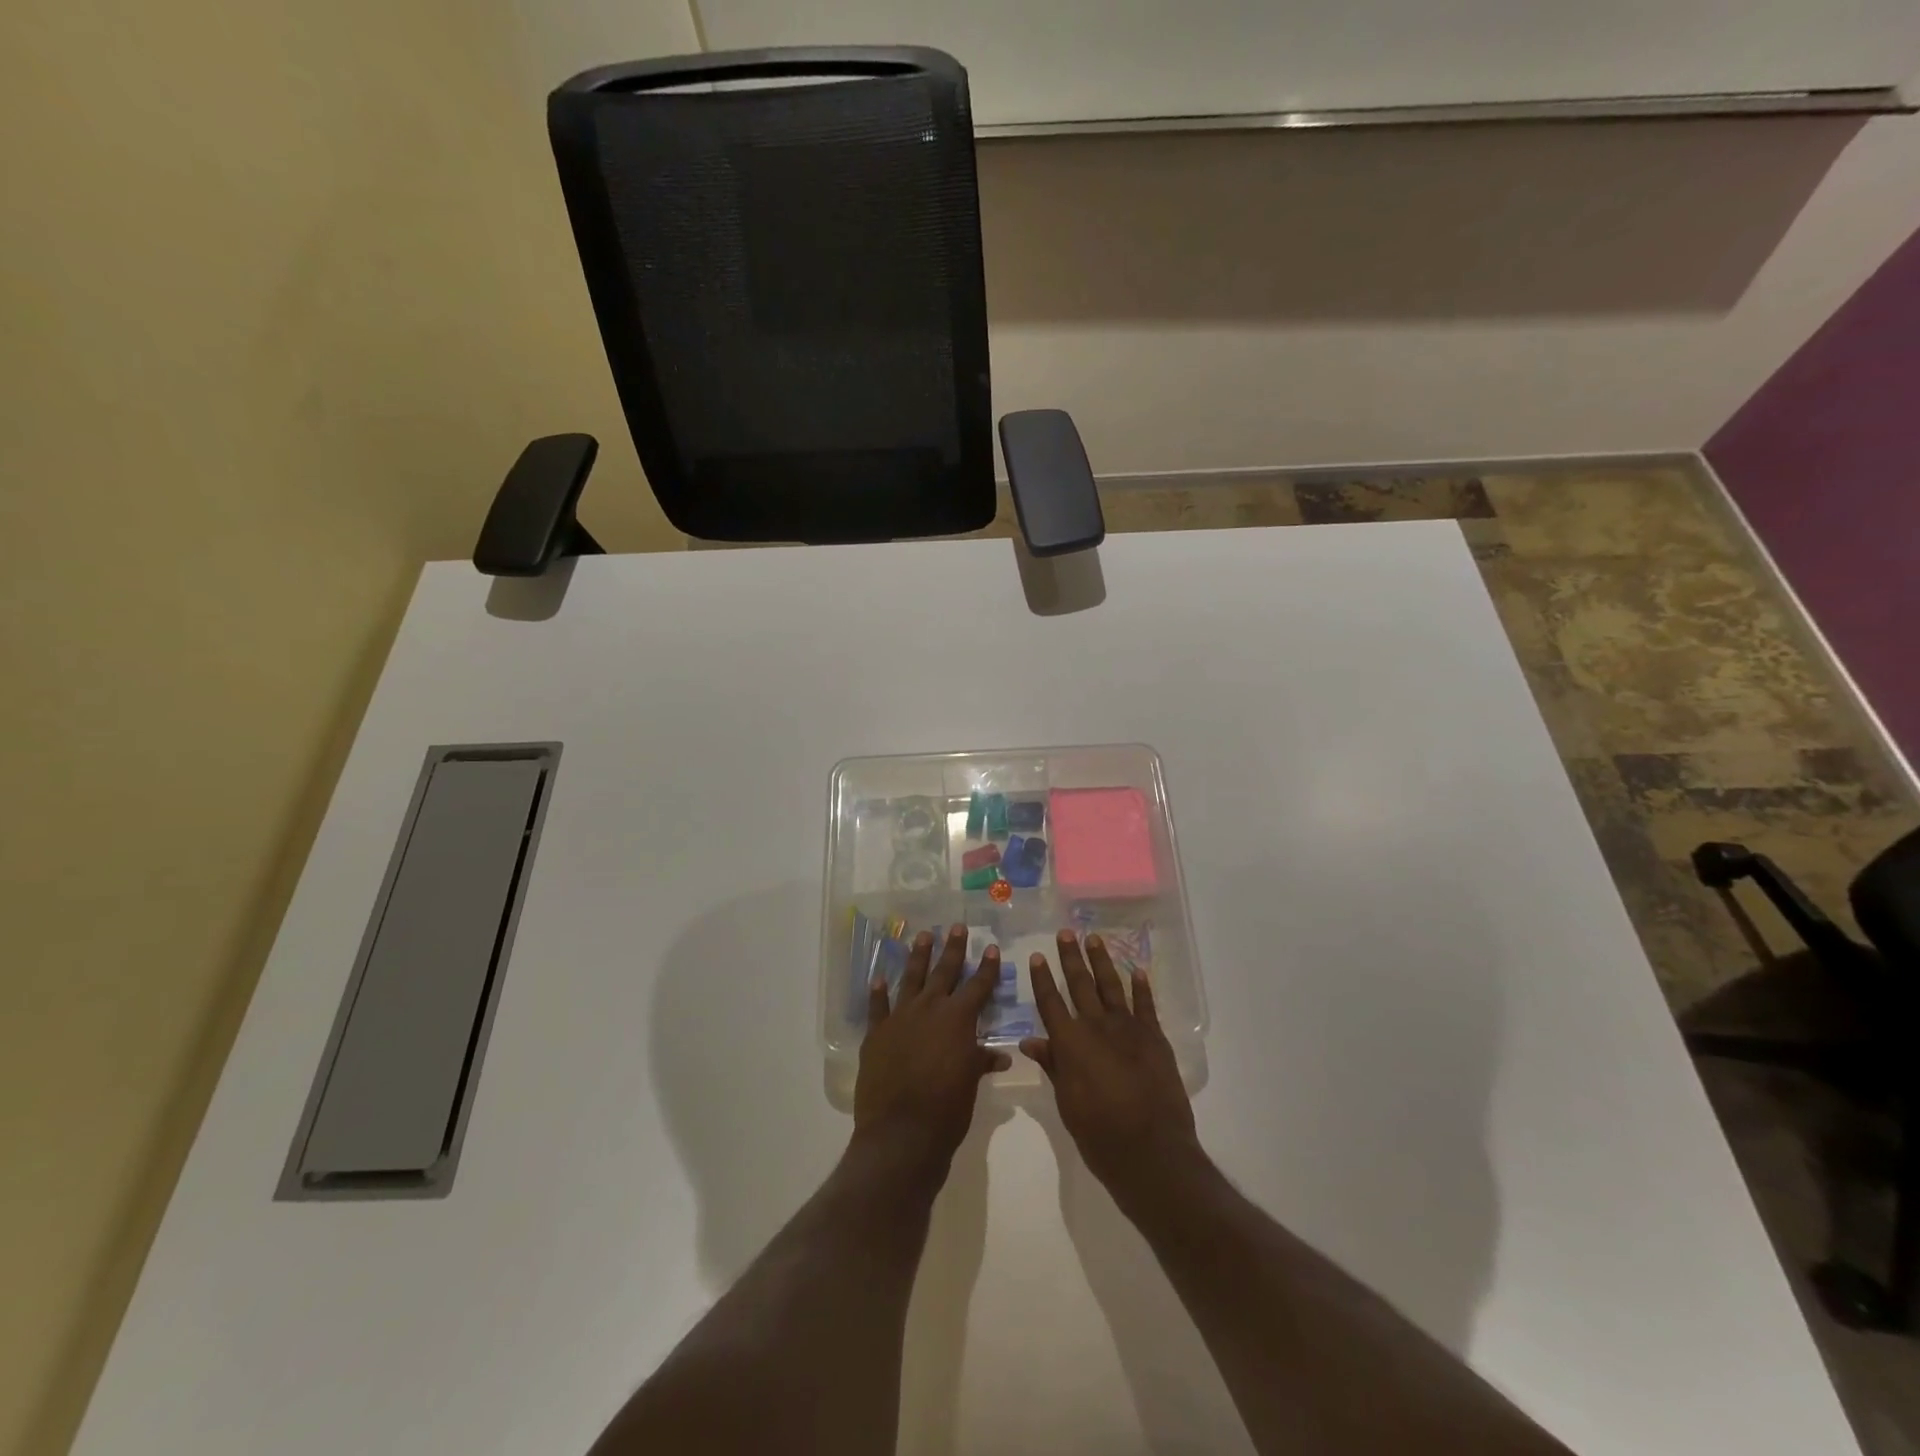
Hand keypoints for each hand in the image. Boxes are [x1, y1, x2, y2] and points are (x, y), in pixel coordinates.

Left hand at [855, 924, 1009, 1178]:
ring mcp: (900, 1018)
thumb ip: (980, 1062)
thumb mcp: (970, 1084)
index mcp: (958, 1019)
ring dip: (918, 957)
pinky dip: (878, 993)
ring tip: (923, 935)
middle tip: (956, 926)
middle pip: (944, 972)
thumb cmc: (947, 1109)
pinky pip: (878, 1007)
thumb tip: (999, 1056)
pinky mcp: (877, 1034)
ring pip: (911, 979)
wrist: (901, 1132)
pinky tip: (878, 978)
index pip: (978, 986)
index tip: (991, 948)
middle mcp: (930, 1009)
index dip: (986, 967)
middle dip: (952, 949)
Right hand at [1023, 930, 1199, 1207]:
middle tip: (1066, 933)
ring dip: (1101, 962)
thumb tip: (1030, 1040)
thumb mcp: (1066, 1103)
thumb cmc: (1100, 1134)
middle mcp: (1096, 1027)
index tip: (1037, 956)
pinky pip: (1145, 1005)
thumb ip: (1052, 1065)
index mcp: (1070, 1043)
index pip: (1051, 1002)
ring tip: (1094, 939)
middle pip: (1080, 985)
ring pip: (1111, 986)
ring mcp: (1128, 1029)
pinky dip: (1141, 987)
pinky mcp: (1154, 1037)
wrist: (1151, 1150)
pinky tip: (1137, 970)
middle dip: (1071, 958)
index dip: (1042, 979)